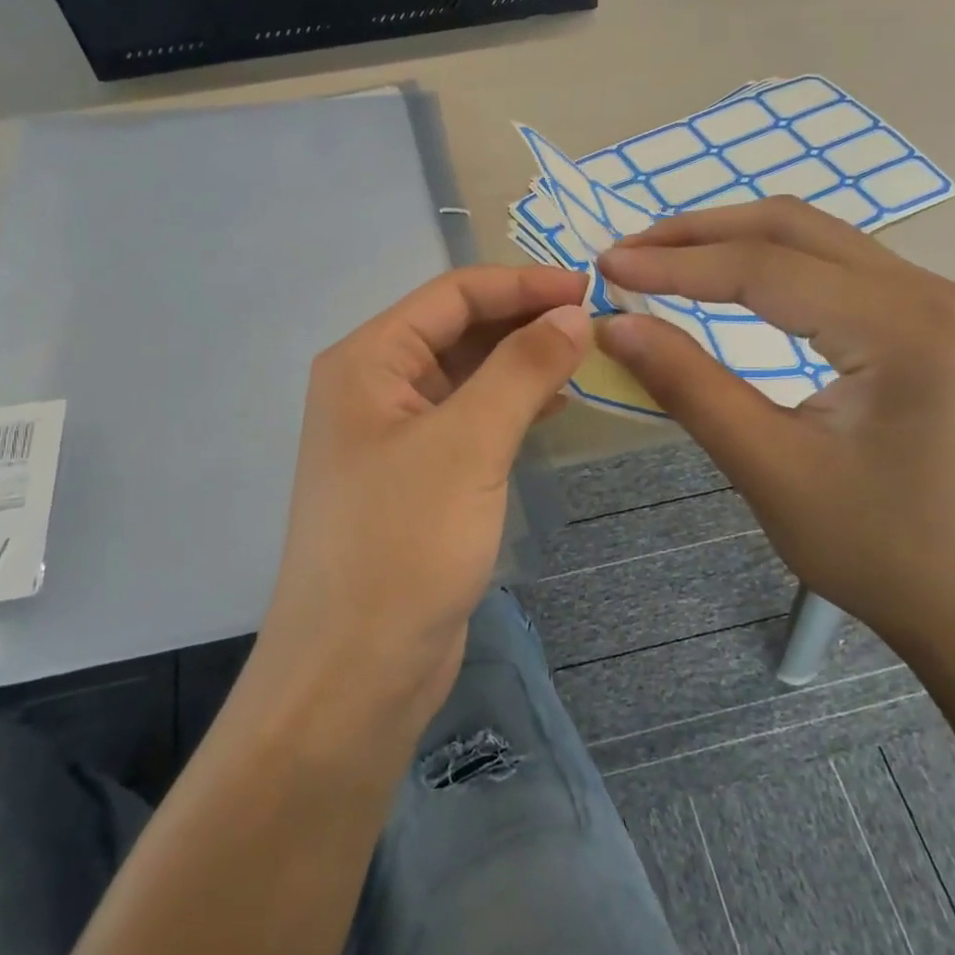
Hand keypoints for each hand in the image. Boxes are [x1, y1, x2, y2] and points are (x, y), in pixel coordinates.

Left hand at [258, 266, 591, 727]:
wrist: (357, 671)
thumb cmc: (404, 544)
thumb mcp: (468, 443)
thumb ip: (522, 369)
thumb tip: (572, 314)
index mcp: (367, 362)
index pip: (452, 295)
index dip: (521, 284)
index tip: (590, 288)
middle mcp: (374, 389)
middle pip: (457, 331)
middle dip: (523, 321)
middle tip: (597, 324)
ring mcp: (395, 438)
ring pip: (467, 377)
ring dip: (521, 364)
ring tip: (586, 359)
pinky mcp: (418, 480)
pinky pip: (470, 422)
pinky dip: (511, 407)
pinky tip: (554, 407)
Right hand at [596, 198, 954, 649]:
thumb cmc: (877, 549)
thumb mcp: (769, 468)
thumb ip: (689, 386)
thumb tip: (615, 325)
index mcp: (902, 326)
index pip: (764, 267)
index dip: (674, 264)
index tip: (605, 267)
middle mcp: (928, 292)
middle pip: (792, 227)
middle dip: (699, 233)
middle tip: (626, 253)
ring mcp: (934, 303)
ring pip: (814, 238)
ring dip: (732, 241)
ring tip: (661, 259)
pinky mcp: (925, 323)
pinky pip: (834, 267)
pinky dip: (768, 264)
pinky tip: (727, 280)